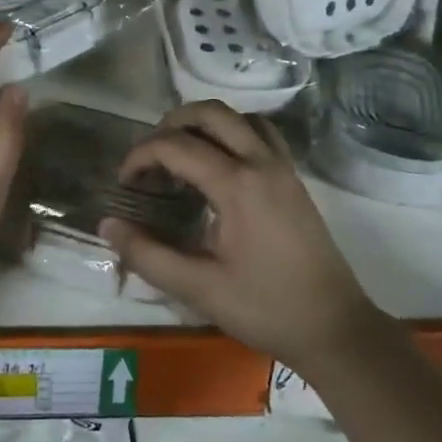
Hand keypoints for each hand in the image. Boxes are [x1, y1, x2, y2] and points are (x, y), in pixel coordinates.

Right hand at [100, 101, 372, 372]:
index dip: (141, 156)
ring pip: (238, 117)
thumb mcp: (199, 288)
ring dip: (202, 124)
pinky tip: (219, 163)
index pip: (176, 146)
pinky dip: (232, 132)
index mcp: (237, 184)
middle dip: (170, 125)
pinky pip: (260, 133)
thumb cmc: (265, 309)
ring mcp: (282, 166)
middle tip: (149, 159)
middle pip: (209, 113)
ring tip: (180, 155)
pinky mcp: (293, 177)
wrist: (334, 327)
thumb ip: (148, 254)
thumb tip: (107, 225)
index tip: (125, 182)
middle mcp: (261, 161)